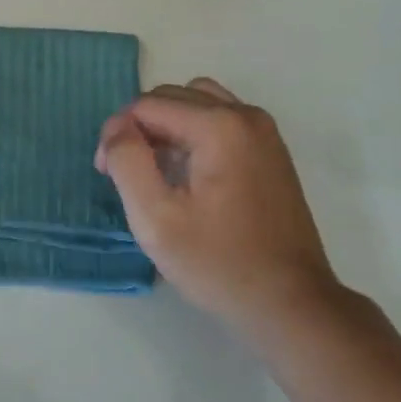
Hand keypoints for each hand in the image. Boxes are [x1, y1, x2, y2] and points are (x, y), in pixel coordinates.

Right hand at [96, 78, 343, 350]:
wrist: (291, 305)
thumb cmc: (219, 264)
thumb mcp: (155, 218)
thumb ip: (126, 161)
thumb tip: (117, 127)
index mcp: (218, 126)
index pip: (146, 105)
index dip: (118, 135)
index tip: (108, 176)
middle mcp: (245, 115)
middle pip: (172, 96)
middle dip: (140, 127)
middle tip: (127, 175)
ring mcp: (263, 131)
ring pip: (196, 102)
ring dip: (167, 125)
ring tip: (157, 169)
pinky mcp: (270, 150)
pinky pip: (219, 119)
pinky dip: (193, 132)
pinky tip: (188, 174)